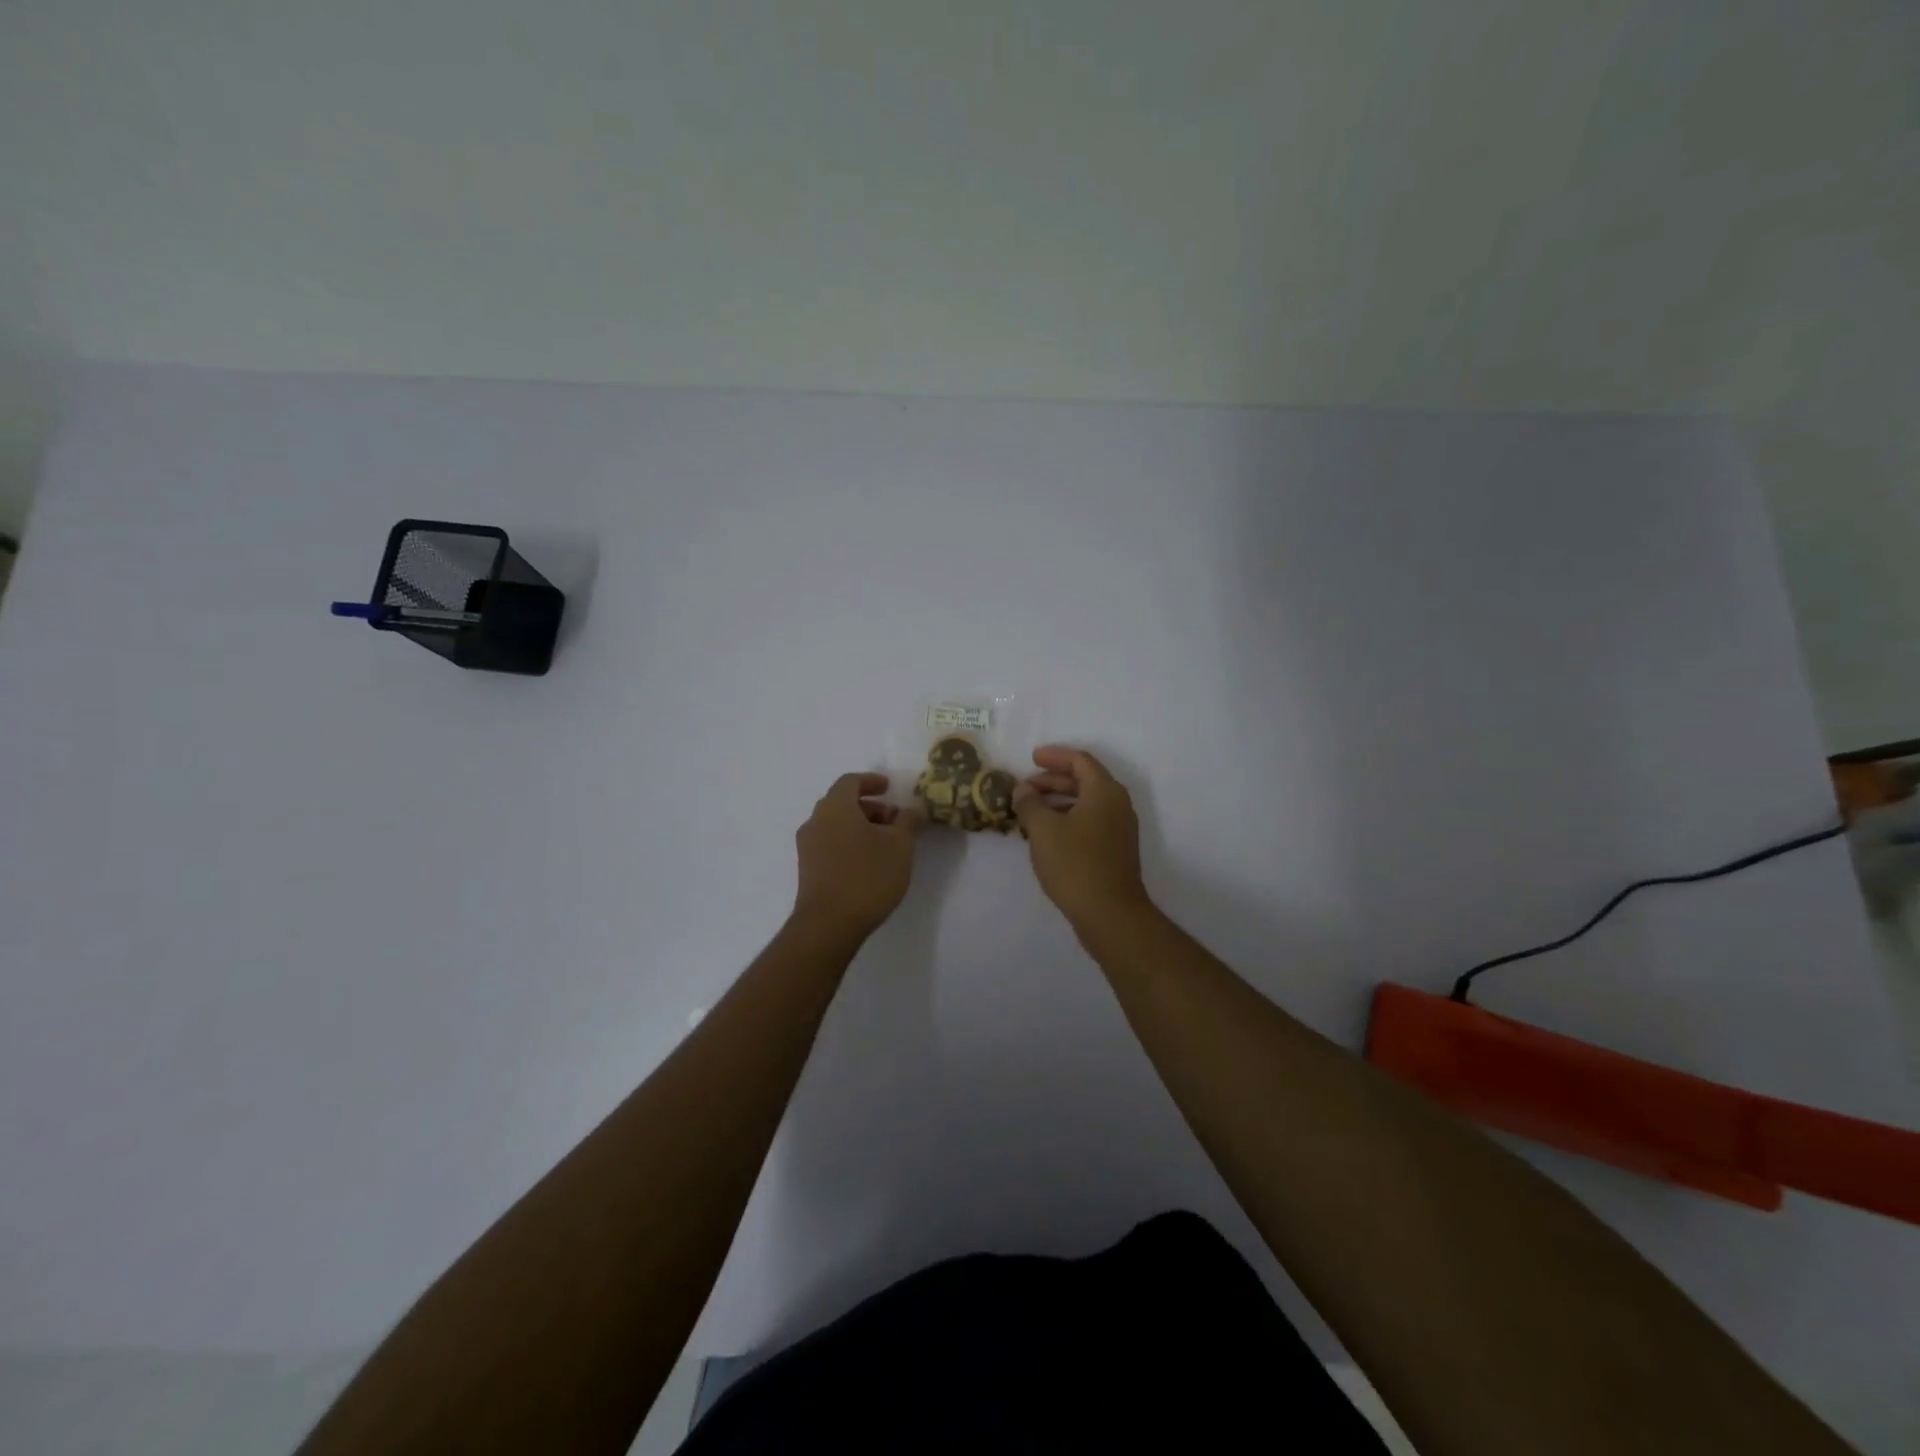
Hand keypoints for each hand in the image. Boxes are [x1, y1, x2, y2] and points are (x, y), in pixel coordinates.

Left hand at [792, 773, 924, 938]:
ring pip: (835, 824)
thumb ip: (909, 822)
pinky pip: (829, 843)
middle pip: (842, 802)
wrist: (828, 925)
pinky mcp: (807, 869)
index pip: (850, 781)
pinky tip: (868, 861)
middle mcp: (816, 821)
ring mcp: (807, 846)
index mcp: (836, 807)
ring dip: (860, 826)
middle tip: (894, 820)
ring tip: (885, 844)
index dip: (871, 781)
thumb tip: (914, 809)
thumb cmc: (867, 877)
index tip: (889, 788)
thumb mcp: (900, 846)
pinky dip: (849, 842)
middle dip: (870, 806)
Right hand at [1012, 746, 1150, 928]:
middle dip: (1053, 781)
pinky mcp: (1115, 851)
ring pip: (1086, 803)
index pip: (1080, 761)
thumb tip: (1023, 790)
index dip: (1054, 756)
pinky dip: (1067, 819)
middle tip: (1025, 788)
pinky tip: (1045, 835)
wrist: (1110, 914)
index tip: (1032, 758)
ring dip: (1058, 802)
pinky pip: (1089, 822)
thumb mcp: (1043, 830)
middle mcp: (1117, 805)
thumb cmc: (1075, 864)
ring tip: (1030, 811)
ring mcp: (1119, 829)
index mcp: (1104, 791)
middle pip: (1084, 780)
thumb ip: (1030, 804)